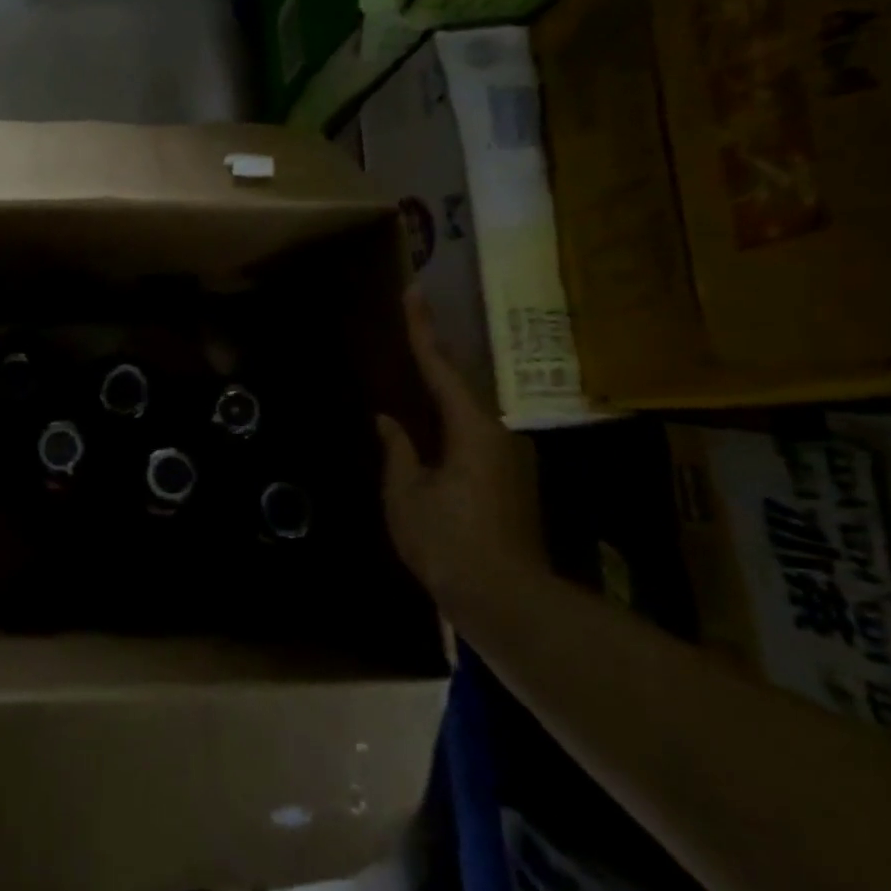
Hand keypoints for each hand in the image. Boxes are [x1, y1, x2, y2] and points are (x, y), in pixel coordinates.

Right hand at [376, 289, 543, 608]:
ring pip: (465, 406)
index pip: (440, 368)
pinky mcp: (502, 477)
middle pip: (458, 380)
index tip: (413, 293)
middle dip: (434, 348)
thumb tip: (387, 421)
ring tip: (415, 357)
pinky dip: (446, 412)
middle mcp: (494, 433)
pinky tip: (428, 414)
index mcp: (470, 429)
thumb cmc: (448, 542)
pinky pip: (467, 429)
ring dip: (441, 381)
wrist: (503, 597)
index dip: (422, 330)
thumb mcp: (406, 495)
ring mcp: (503, 456)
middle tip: (413, 317)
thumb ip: (397, 451)